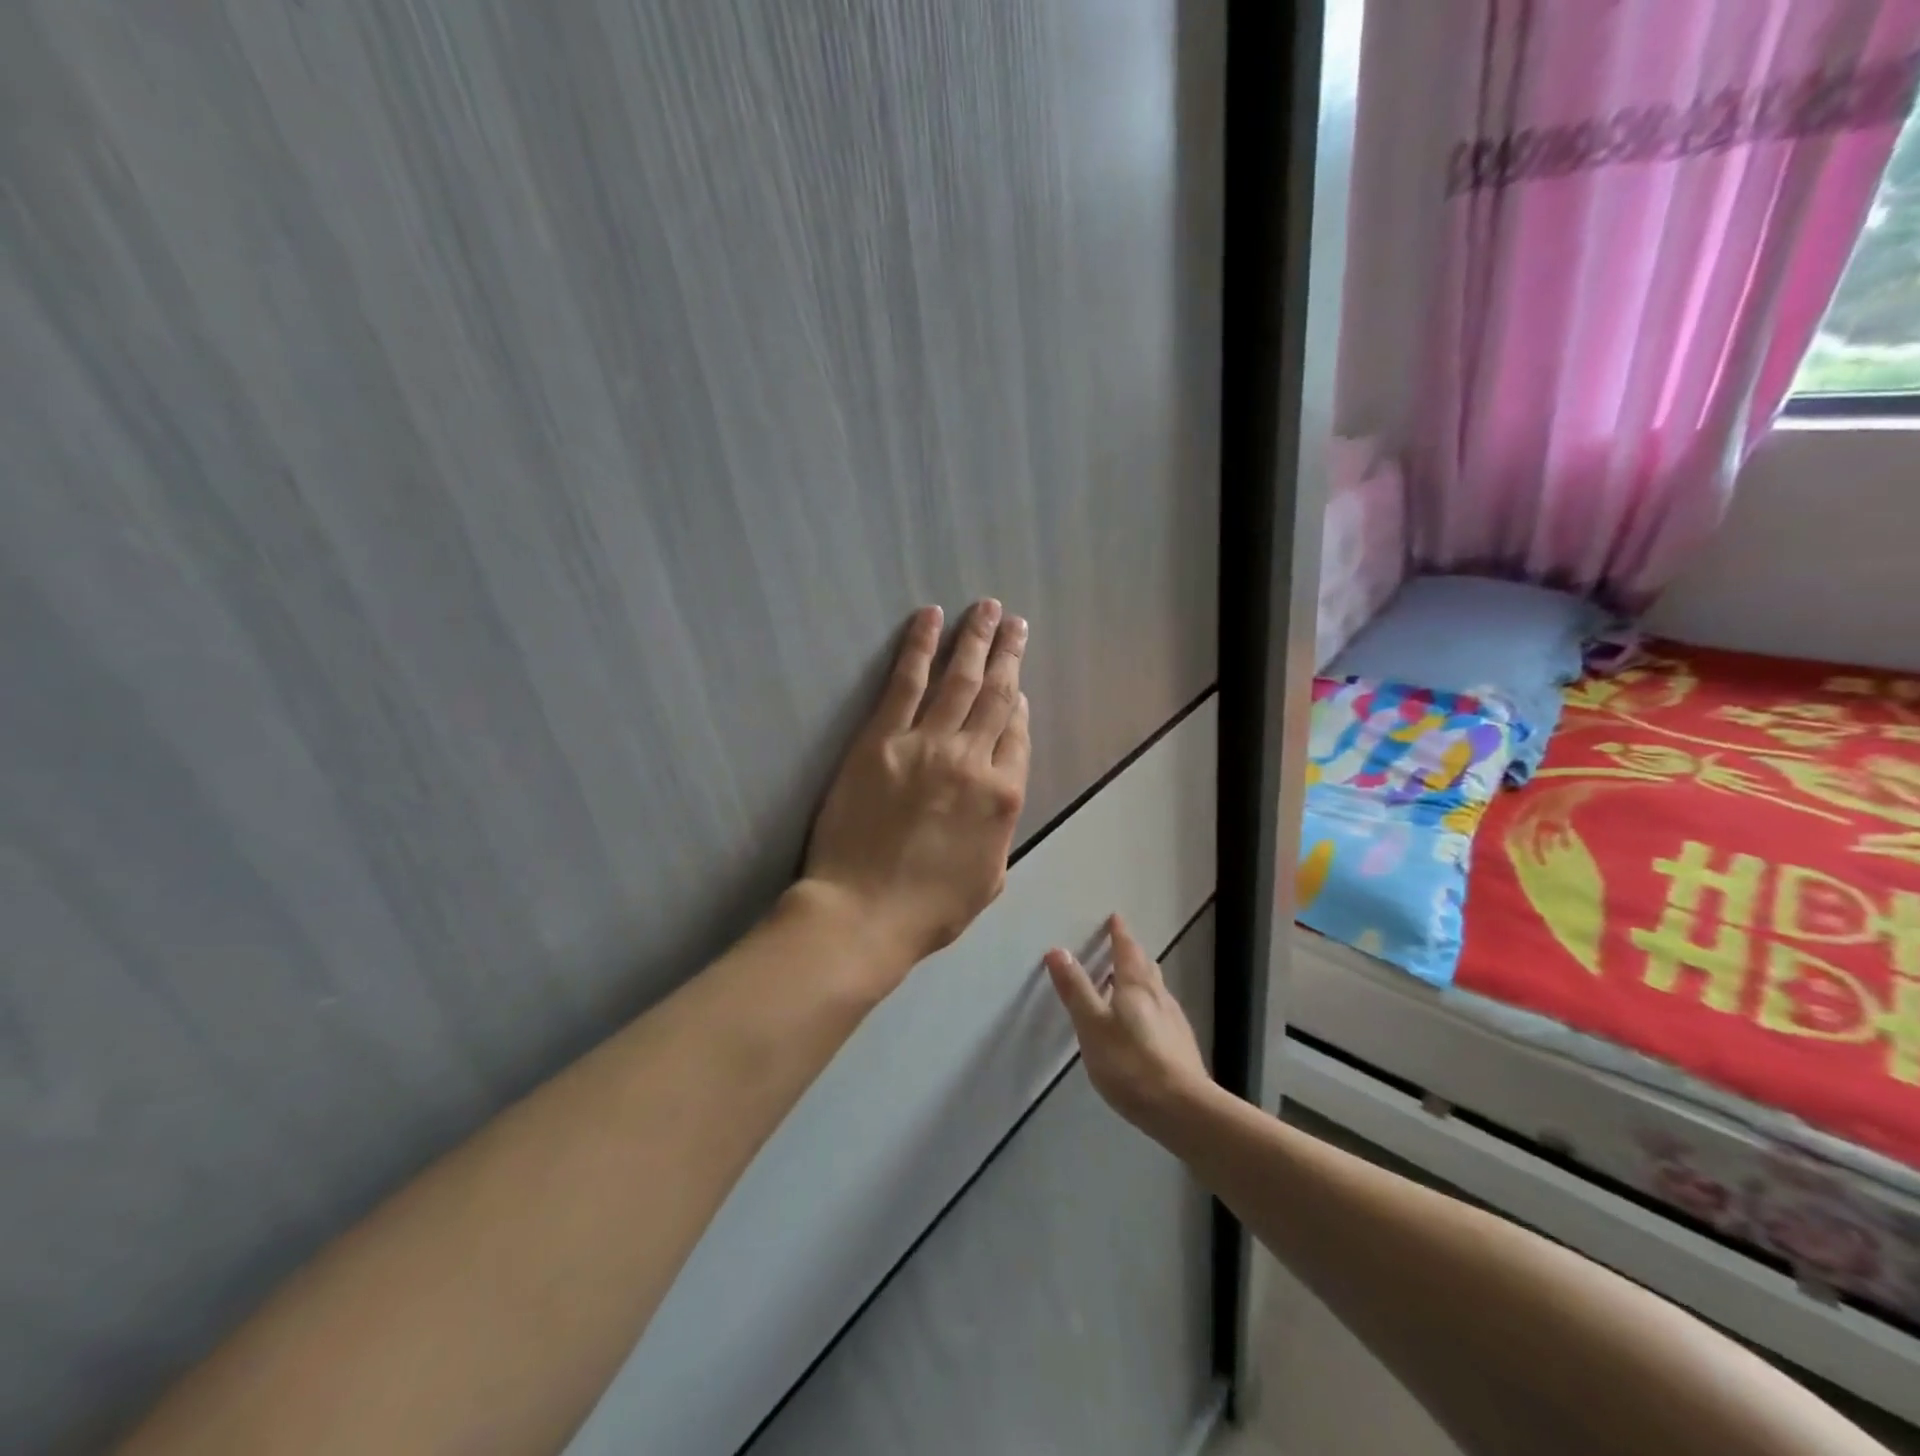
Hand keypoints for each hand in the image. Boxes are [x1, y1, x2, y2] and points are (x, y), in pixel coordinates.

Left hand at [804, 600, 1030, 973]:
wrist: (863, 914)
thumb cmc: (928, 909)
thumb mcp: (989, 878)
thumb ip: (999, 827)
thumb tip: (997, 789)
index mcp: (1003, 796)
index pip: (1017, 734)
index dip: (1017, 704)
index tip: (1015, 684)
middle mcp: (972, 760)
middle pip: (996, 695)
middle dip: (1008, 654)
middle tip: (1014, 621)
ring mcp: (926, 745)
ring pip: (959, 679)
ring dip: (975, 639)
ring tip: (987, 608)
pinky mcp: (881, 739)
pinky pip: (906, 682)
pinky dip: (920, 647)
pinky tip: (930, 618)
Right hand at [1046, 915, 1209, 1132]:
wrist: (1182, 1109)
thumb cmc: (1129, 1062)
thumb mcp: (1092, 1025)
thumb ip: (1076, 989)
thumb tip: (1058, 950)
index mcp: (1136, 986)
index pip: (1127, 950)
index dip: (1119, 934)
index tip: (1115, 918)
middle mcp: (1159, 997)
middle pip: (1146, 967)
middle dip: (1132, 955)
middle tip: (1121, 947)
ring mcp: (1174, 1022)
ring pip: (1157, 990)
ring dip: (1142, 980)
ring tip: (1128, 983)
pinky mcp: (1182, 1047)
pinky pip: (1163, 1013)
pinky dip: (1150, 1006)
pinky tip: (1145, 1024)